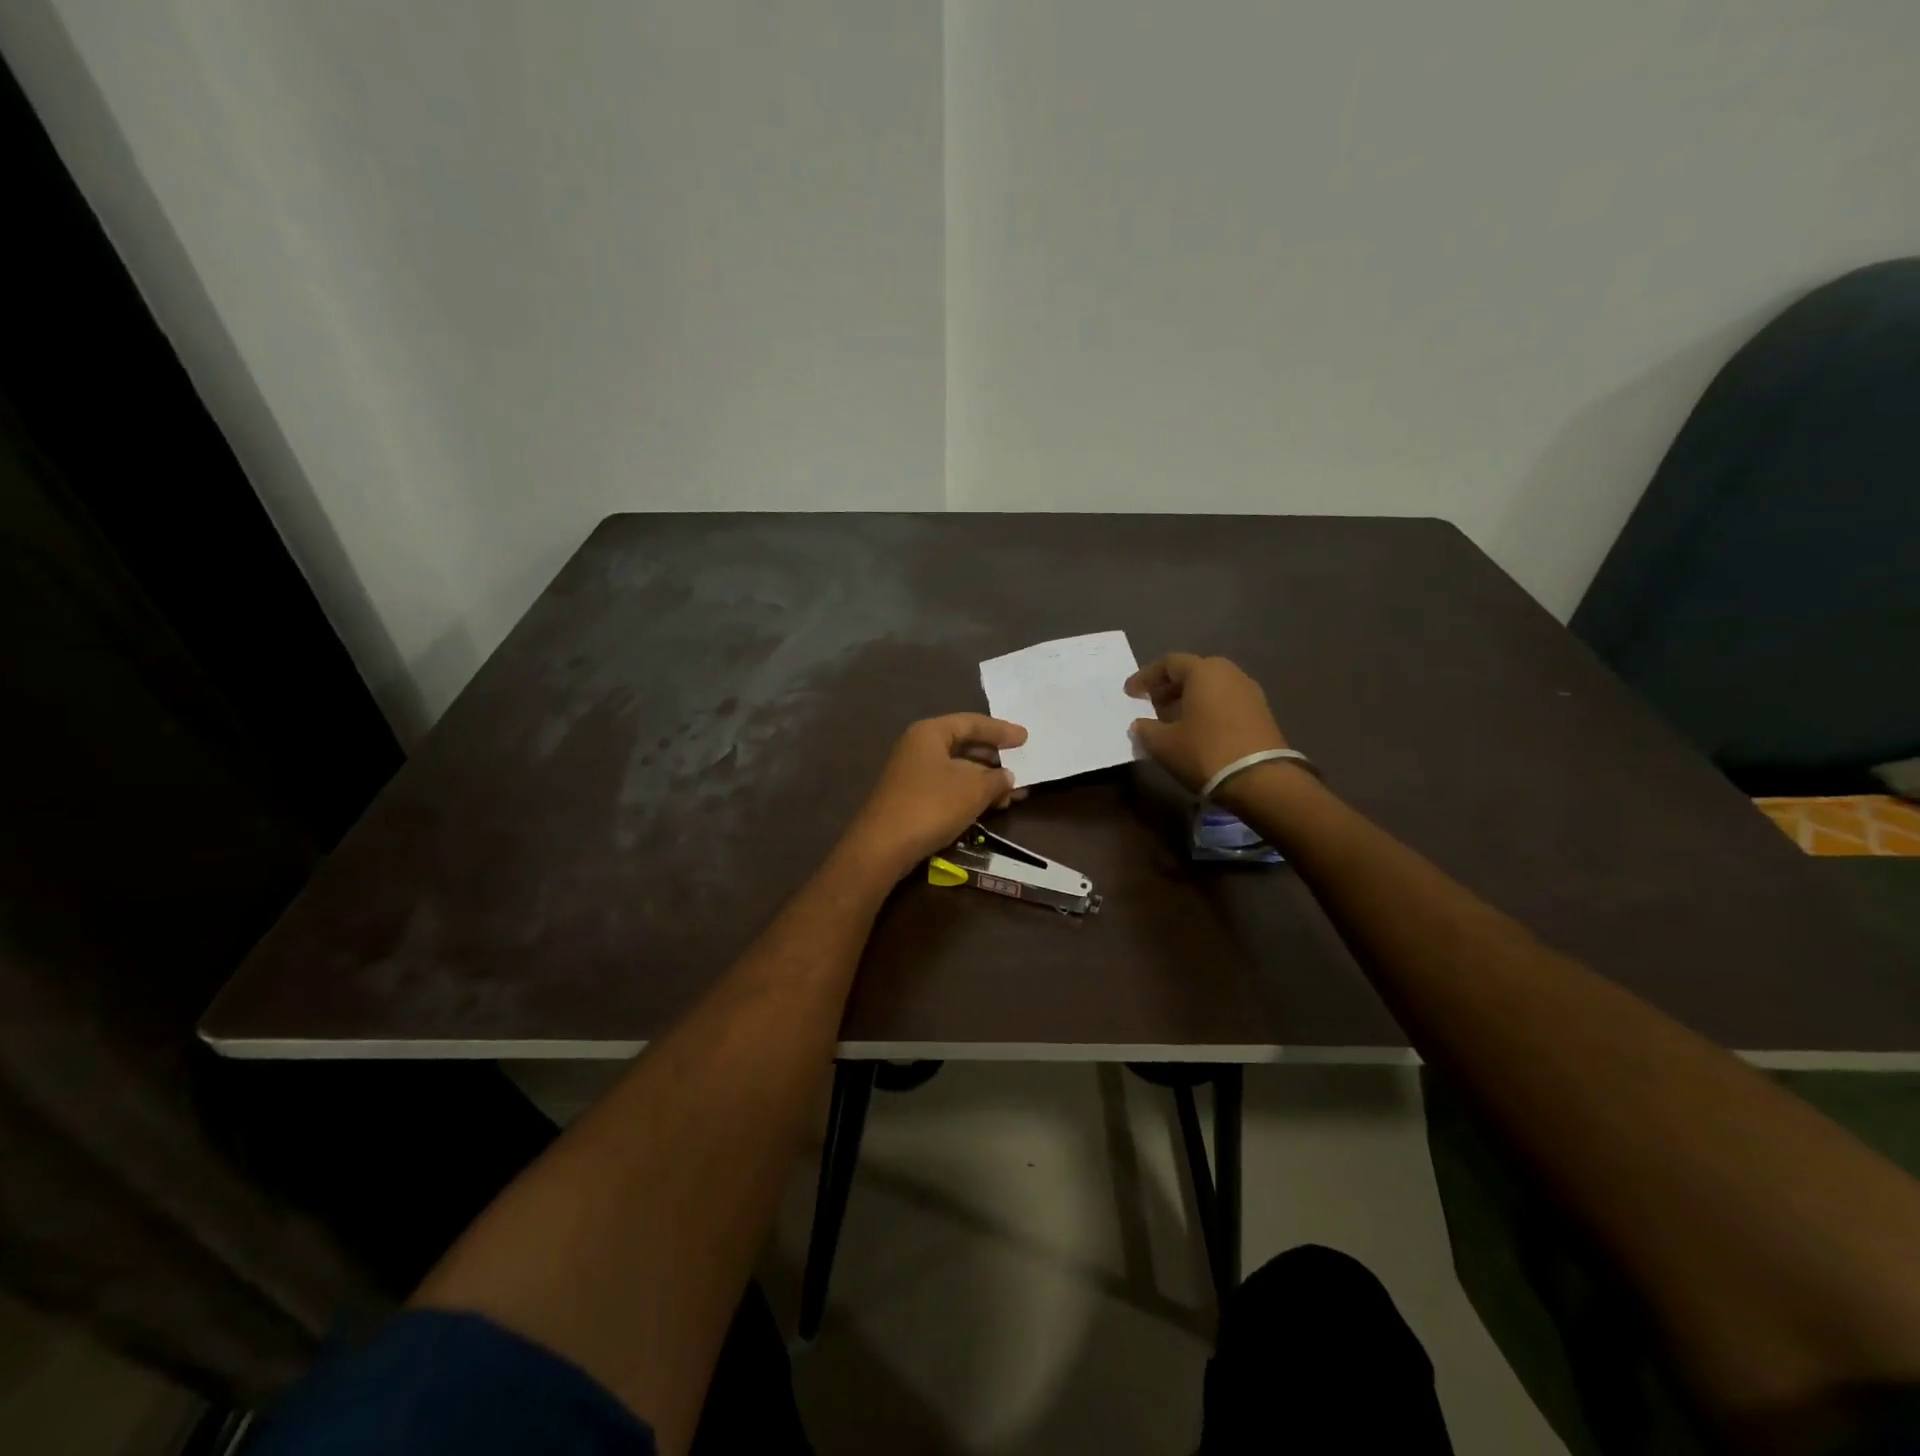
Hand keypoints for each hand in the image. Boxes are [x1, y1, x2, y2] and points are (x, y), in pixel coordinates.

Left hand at [840, 714, 1028, 877]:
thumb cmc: (932, 805)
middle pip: (964, 744)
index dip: (1001, 730)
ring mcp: (912, 773)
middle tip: (1021, 764)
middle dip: (994, 758)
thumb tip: (1007, 777)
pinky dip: (970, 793)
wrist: (884, 846)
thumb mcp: (973, 789)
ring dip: (985, 779)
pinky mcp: (912, 797)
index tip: (1025, 738)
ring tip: (1013, 793)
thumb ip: (996, 779)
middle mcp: (918, 747)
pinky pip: (949, 786)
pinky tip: (990, 805)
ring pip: (957, 769)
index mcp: (930, 733)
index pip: (971, 723)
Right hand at [1125, 653, 1288, 792]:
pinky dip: (1207, 709)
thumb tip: (1141, 724)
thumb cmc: (1205, 752)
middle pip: (1193, 672)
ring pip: (1211, 687)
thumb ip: (1146, 729)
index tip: (1130, 693)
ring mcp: (1250, 692)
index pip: (1168, 663)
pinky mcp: (1261, 713)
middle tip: (1151, 705)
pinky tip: (1196, 731)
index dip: (1145, 677)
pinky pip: (1226, 702)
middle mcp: (1229, 673)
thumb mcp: (1163, 744)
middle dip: (1168, 687)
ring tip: (1171, 720)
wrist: (1261, 780)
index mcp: (1203, 671)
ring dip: (1188, 699)